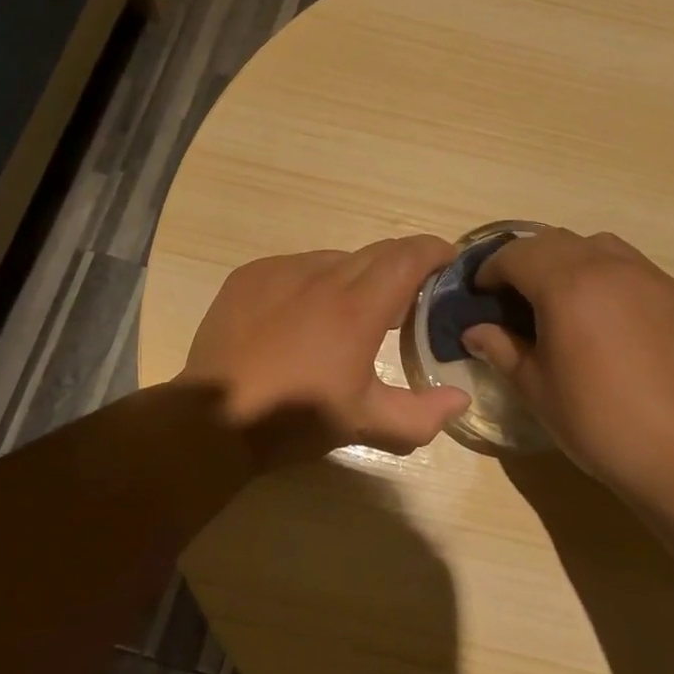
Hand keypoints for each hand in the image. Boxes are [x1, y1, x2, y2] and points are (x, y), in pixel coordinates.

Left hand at [178, 236, 473, 468]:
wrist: (214, 419)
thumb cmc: (296, 418)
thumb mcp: (365, 423)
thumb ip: (422, 415)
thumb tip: (459, 398)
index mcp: (357, 307)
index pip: (408, 257)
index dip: (434, 250)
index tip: (448, 260)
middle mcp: (322, 275)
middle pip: (376, 252)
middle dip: (400, 266)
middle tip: (407, 297)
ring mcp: (282, 270)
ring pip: (335, 259)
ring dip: (355, 277)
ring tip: (350, 312)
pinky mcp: (250, 275)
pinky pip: (295, 267)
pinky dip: (313, 282)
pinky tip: (302, 315)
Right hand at [462, 229, 673, 502]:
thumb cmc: (599, 424)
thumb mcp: (536, 389)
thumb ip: (501, 349)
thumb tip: (474, 331)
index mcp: (568, 287)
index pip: (517, 255)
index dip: (491, 269)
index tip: (482, 292)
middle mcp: (611, 268)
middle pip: (556, 241)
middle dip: (528, 260)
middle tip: (517, 294)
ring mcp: (654, 279)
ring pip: (601, 247)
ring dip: (573, 260)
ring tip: (568, 297)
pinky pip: (638, 272)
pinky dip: (613, 281)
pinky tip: (615, 321)